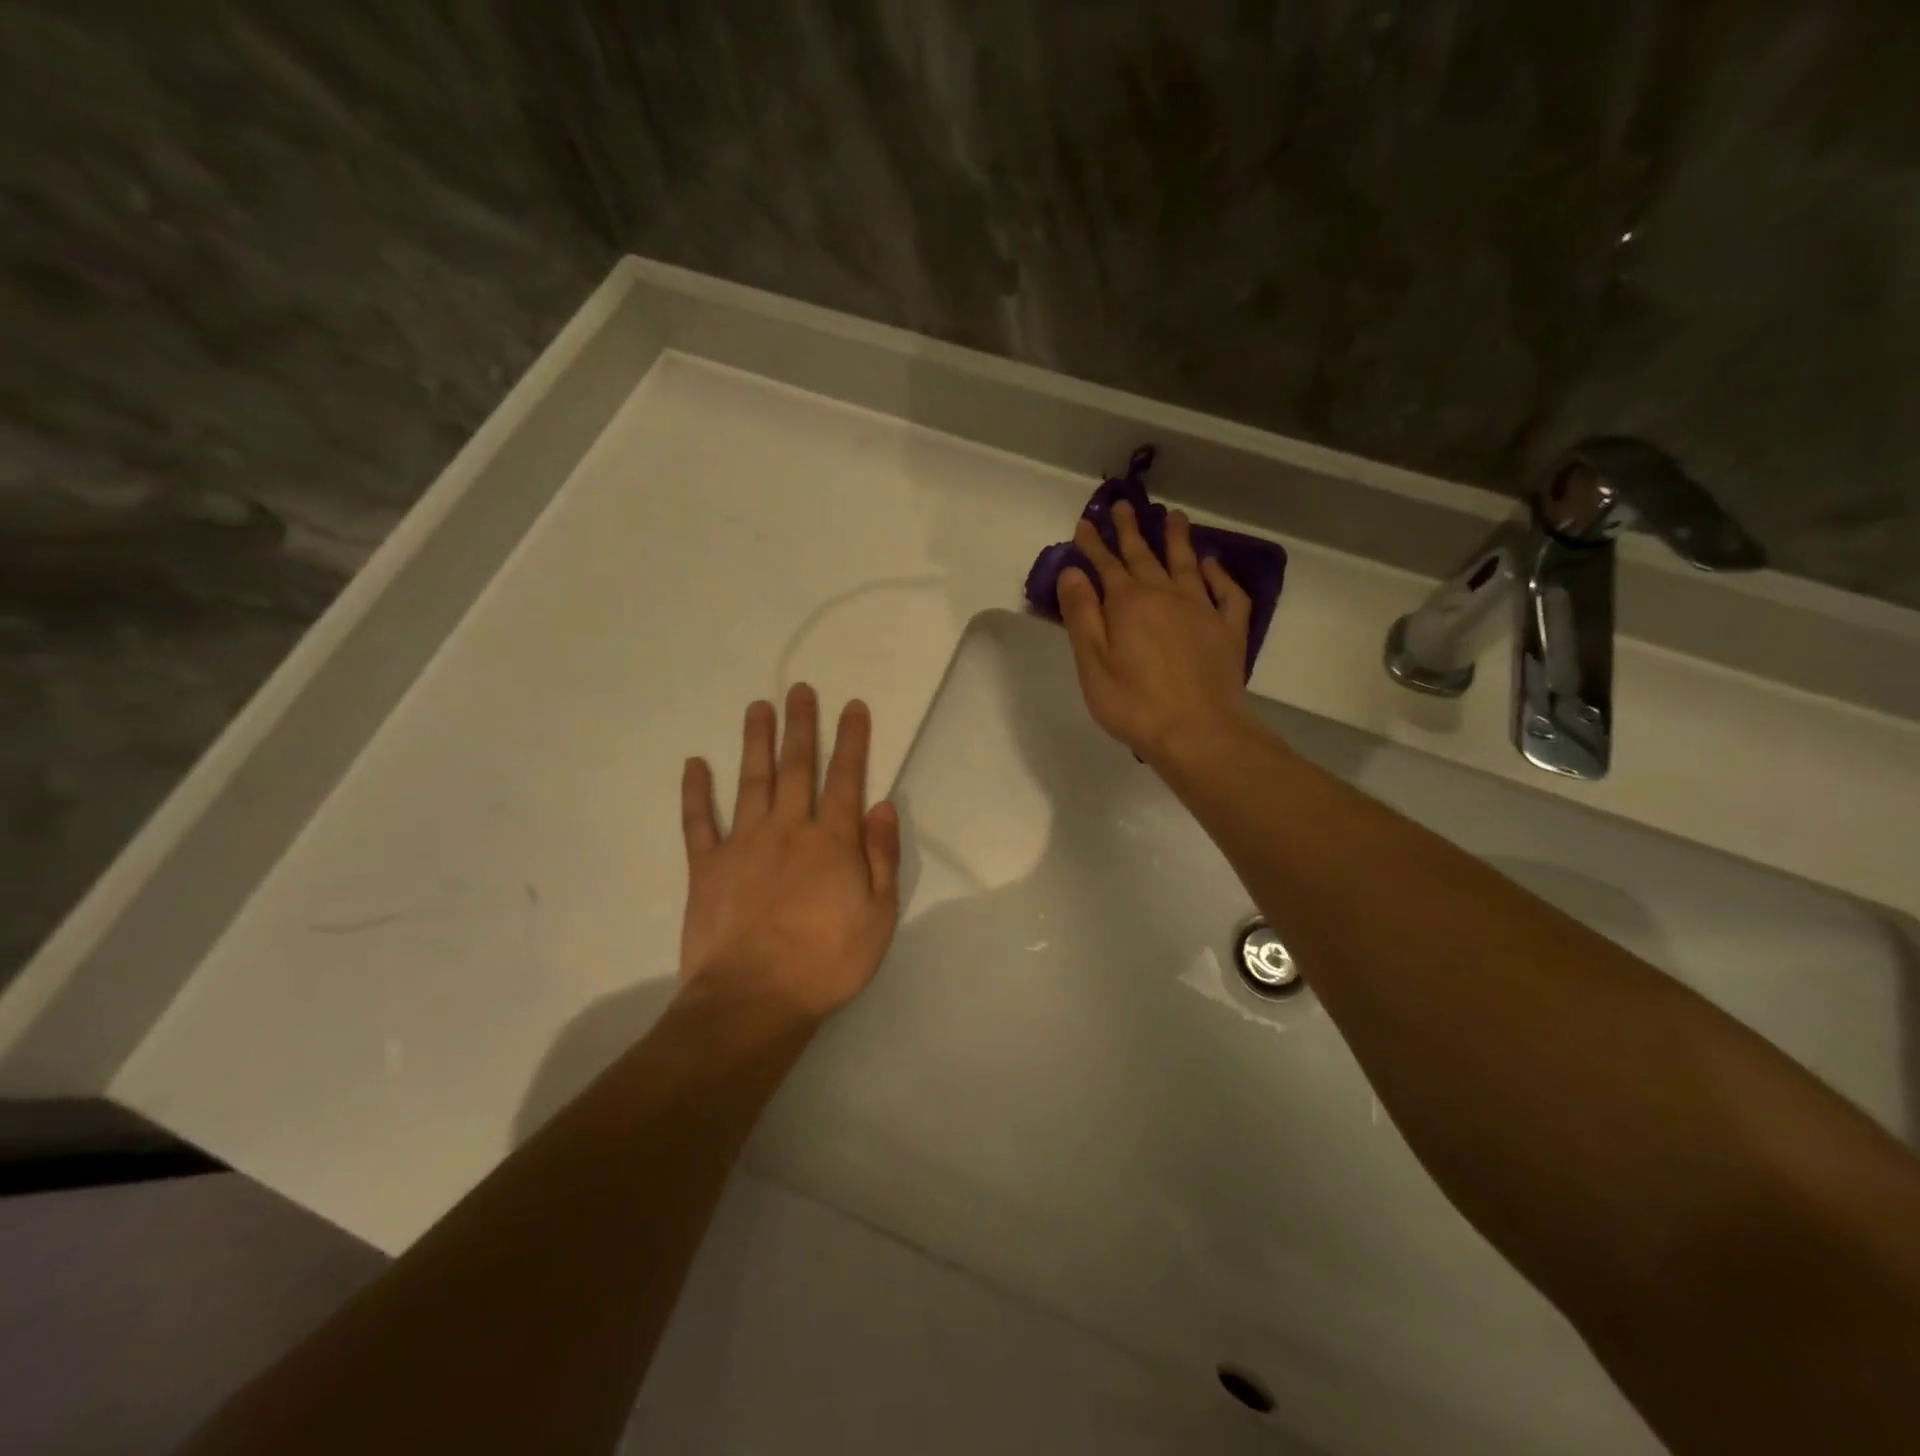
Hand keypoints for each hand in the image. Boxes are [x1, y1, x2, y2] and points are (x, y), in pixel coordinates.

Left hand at [679, 685, 901, 1019]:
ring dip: (756, 742)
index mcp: (831, 841)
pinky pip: (699, 822)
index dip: (851, 740)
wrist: (754, 999)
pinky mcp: (707, 866)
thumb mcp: (878, 916)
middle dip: (801, 725)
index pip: (846, 778)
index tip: (851, 705)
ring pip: (751, 781)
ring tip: (758, 706)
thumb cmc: (826, 962)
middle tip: (800, 689)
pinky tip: (695, 764)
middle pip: (796, 767)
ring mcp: (743, 844)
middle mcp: (788, 829)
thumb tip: (883, 806)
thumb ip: (881, 857)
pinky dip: (696, 792)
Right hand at [1057, 502, 1254, 764]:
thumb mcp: (1092, 663)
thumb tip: (1073, 572)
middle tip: (1124, 505)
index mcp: (1128, 603)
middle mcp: (1166, 596)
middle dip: (1131, 530)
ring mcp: (1202, 610)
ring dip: (1177, 539)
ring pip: (1187, 564)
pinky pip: (1226, 593)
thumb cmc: (1134, 703)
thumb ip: (1082, 615)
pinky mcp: (1228, 630)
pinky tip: (1212, 565)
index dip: (1094, 544)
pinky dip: (1219, 575)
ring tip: (1173, 516)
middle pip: (1145, 556)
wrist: (1198, 732)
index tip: (1085, 523)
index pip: (1107, 565)